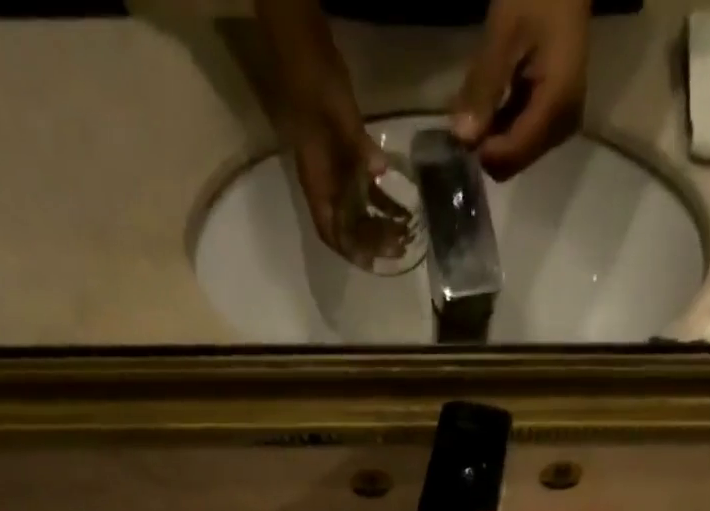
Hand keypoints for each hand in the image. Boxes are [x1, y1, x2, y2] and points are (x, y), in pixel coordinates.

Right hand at [259, 0, 386, 260]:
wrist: (303, 48)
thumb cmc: (318, 82)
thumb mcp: (341, 116)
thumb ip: (359, 147)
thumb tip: (380, 173)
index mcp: (317, 181)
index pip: (331, 230)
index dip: (351, 250)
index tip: (374, 263)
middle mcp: (324, 184)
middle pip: (346, 226)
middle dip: (372, 241)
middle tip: (401, 246)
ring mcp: (333, 171)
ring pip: (356, 211)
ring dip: (379, 224)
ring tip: (406, 231)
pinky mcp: (343, 156)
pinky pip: (362, 189)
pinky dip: (380, 201)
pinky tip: (400, 206)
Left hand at [450, 0, 590, 180]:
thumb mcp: (504, 31)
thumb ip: (483, 87)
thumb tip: (462, 140)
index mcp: (557, 106)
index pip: (511, 156)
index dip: (481, 150)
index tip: (457, 129)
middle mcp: (562, 127)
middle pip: (511, 162)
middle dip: (484, 144)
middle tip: (465, 109)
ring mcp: (560, 127)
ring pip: (512, 156)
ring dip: (490, 135)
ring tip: (477, 99)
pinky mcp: (554, 122)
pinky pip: (519, 140)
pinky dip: (499, 127)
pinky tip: (490, 102)